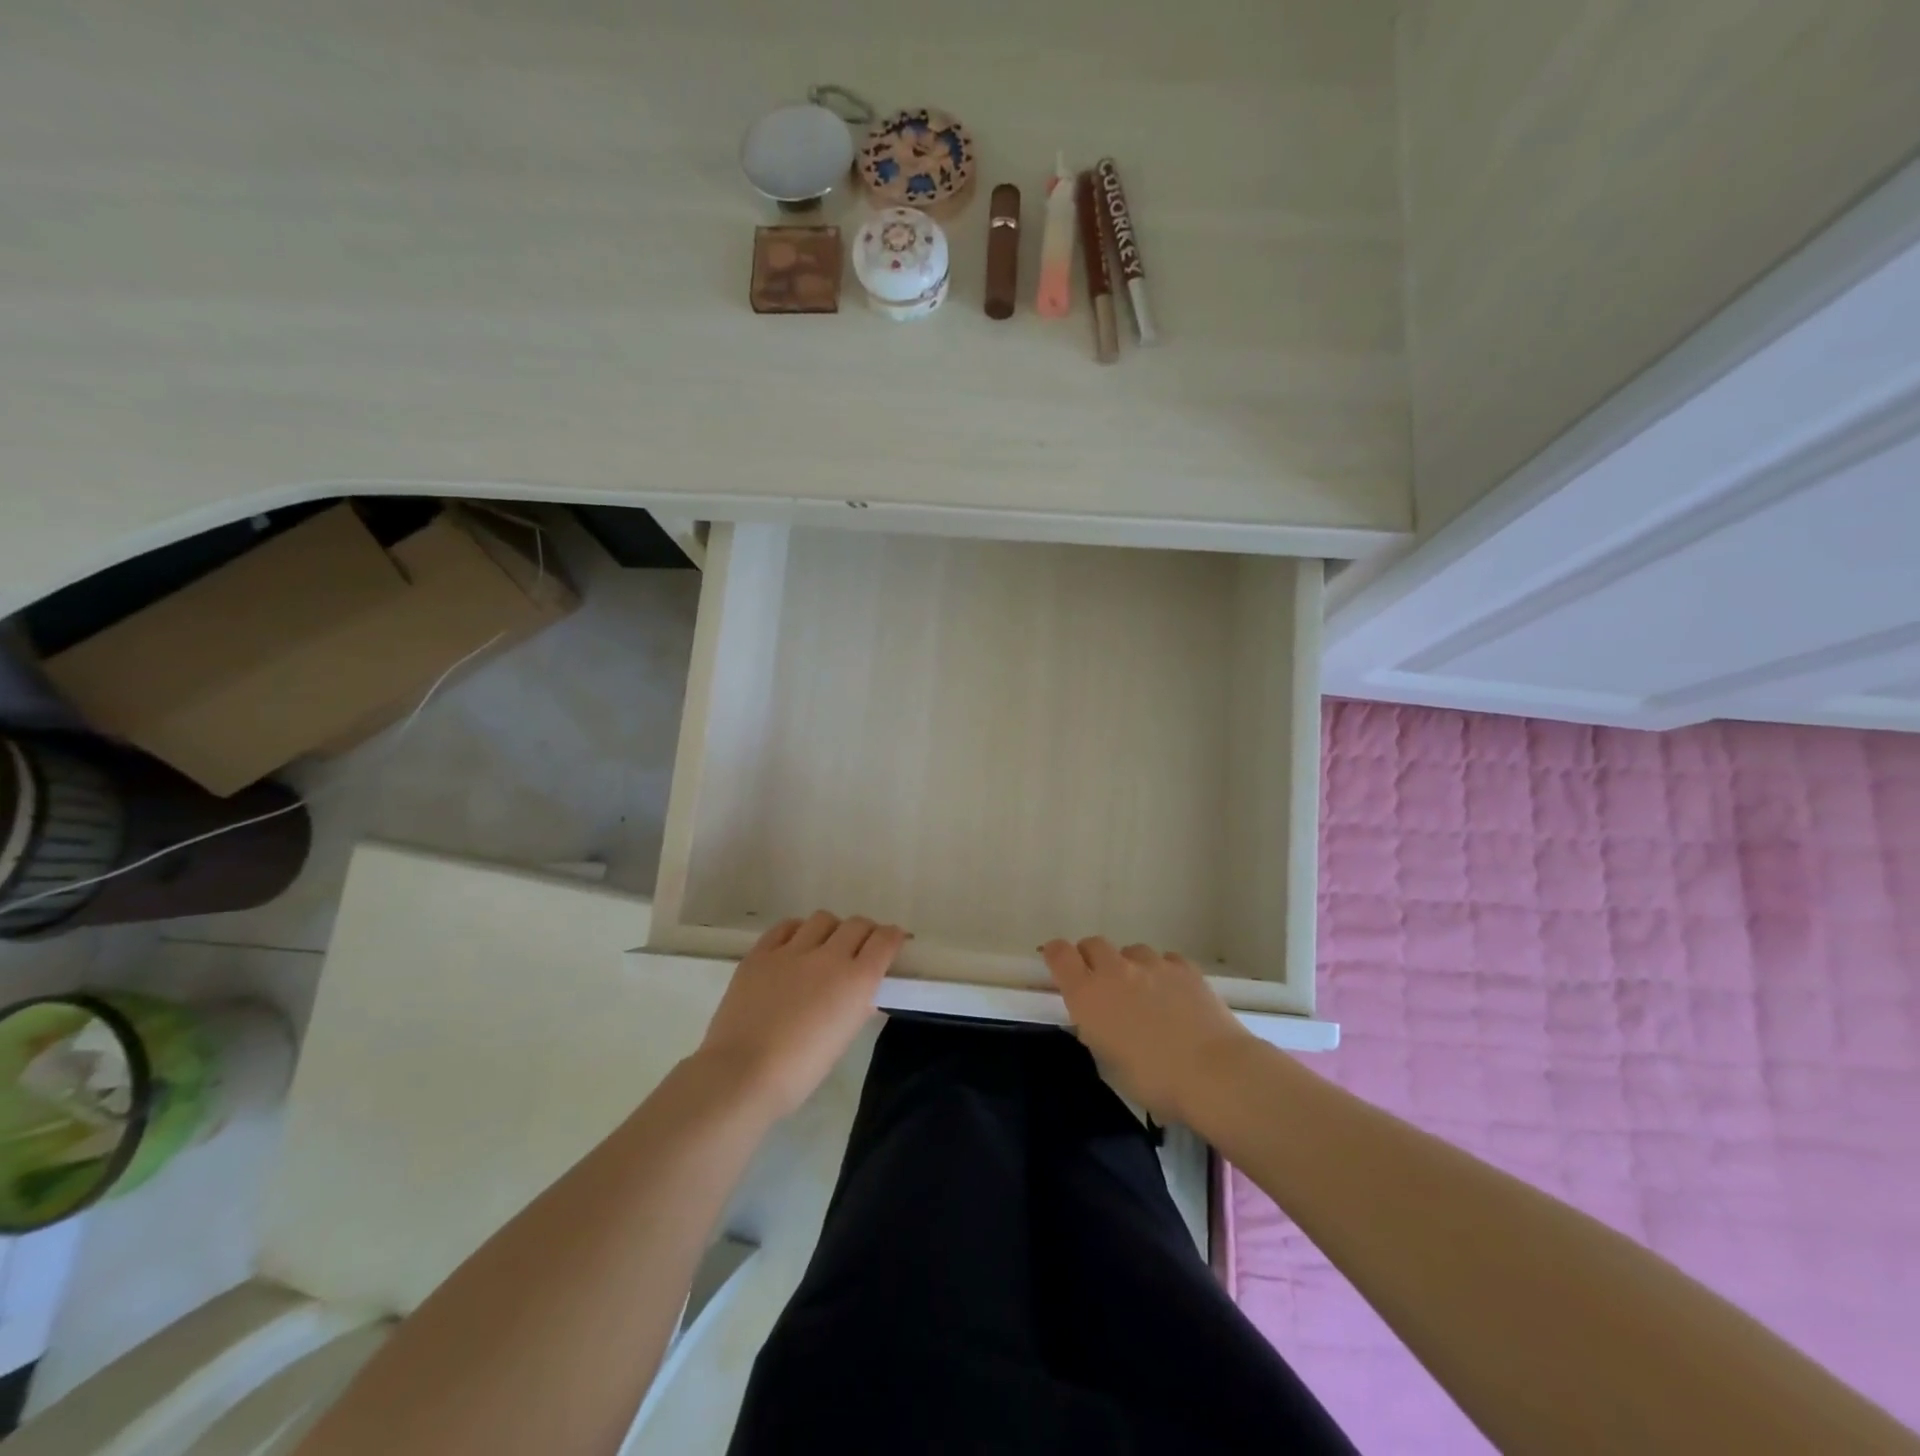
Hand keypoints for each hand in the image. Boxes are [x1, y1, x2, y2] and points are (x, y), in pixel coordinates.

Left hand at [698, 912, 905, 1117]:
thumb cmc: (800, 1070)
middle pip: (857, 924)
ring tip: (824, 946)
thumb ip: (856, 1007)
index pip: (885, 940)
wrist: (742, 1074)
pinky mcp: (760, 953)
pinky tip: (794, 946)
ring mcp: (791, 951)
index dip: (893, 937)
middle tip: (860, 947)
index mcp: (856, 981)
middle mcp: (829, 956)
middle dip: (865, 932)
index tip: (893, 943)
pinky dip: (797, 931)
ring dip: (831, 929)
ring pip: (823, 919)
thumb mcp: (842, 1039)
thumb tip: (862, 993)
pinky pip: (786, 927)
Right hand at [1041, 937, 1253, 1122]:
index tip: (1058, 965)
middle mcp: (1115, 970)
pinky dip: (1163, 972)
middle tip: (1102, 985)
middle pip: (1093, 944)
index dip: (1055, 955)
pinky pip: (1165, 960)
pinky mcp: (1184, 967)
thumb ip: (1098, 1032)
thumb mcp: (1110, 1064)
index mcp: (1088, 995)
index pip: (1059, 954)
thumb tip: (1101, 1020)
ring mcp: (1152, 964)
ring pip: (1131, 951)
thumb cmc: (1155, 1081)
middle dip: (1092, 958)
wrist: (1214, 1072)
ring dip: (1130, 966)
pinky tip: (1174, 994)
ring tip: (1145, 993)